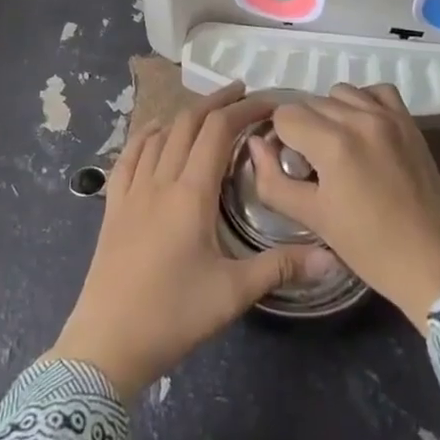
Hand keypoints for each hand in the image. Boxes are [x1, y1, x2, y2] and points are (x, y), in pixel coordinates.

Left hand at [47, 83, 339, 397]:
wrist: (106, 345)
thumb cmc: (173, 316)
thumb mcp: (233, 293)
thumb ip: (282, 267)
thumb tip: (333, 258)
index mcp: (191, 193)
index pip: (218, 131)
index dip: (244, 109)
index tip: (269, 103)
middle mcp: (160, 180)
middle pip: (188, 122)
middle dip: (217, 102)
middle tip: (243, 94)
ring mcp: (132, 190)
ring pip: (159, 134)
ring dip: (185, 115)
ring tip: (208, 112)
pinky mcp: (113, 206)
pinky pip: (129, 156)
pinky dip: (147, 135)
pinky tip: (155, 134)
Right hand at [249, 84, 439, 328]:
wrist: (434, 265)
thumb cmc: (369, 248)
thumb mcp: (313, 219)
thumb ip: (273, 180)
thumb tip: (256, 145)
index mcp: (333, 143)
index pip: (285, 115)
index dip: (279, 140)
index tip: (290, 166)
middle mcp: (359, 118)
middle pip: (310, 103)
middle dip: (302, 129)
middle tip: (312, 166)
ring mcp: (388, 116)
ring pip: (340, 93)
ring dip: (330, 114)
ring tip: (338, 148)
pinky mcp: (409, 122)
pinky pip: (376, 91)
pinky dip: (363, 102)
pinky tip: (363, 130)